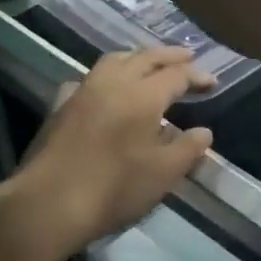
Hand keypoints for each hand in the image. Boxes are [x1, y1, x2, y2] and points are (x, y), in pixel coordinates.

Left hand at [15, 48, 214, 254]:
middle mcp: (114, 82)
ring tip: (150, 64)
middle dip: (170, 56)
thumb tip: (203, 131)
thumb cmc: (114, 188)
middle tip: (188, 56)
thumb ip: (188, 148)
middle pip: (146, 57)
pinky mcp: (61, 105)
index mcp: (144, 95)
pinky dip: (107, 75)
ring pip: (115, 60)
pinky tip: (106, 88)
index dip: (197, 76)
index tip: (213, 83)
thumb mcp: (164, 173)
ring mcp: (84, 91)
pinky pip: (89, 78)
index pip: (177, 75)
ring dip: (138, 57)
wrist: (48, 204)